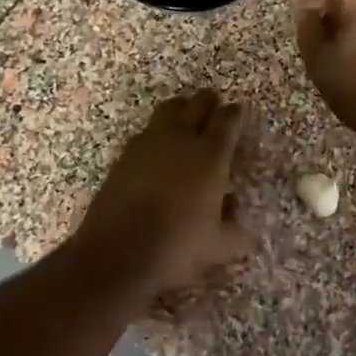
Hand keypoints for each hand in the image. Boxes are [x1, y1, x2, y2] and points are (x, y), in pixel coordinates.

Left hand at [76, 90, 249, 295]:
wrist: (117, 253)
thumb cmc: (176, 247)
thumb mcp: (219, 246)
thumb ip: (235, 229)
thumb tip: (235, 211)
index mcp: (210, 156)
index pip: (227, 122)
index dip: (235, 113)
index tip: (239, 109)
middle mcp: (180, 140)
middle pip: (197, 104)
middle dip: (209, 102)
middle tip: (215, 104)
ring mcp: (148, 144)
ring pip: (169, 110)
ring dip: (182, 108)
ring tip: (186, 115)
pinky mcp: (124, 155)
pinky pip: (146, 131)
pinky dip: (158, 132)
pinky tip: (158, 146)